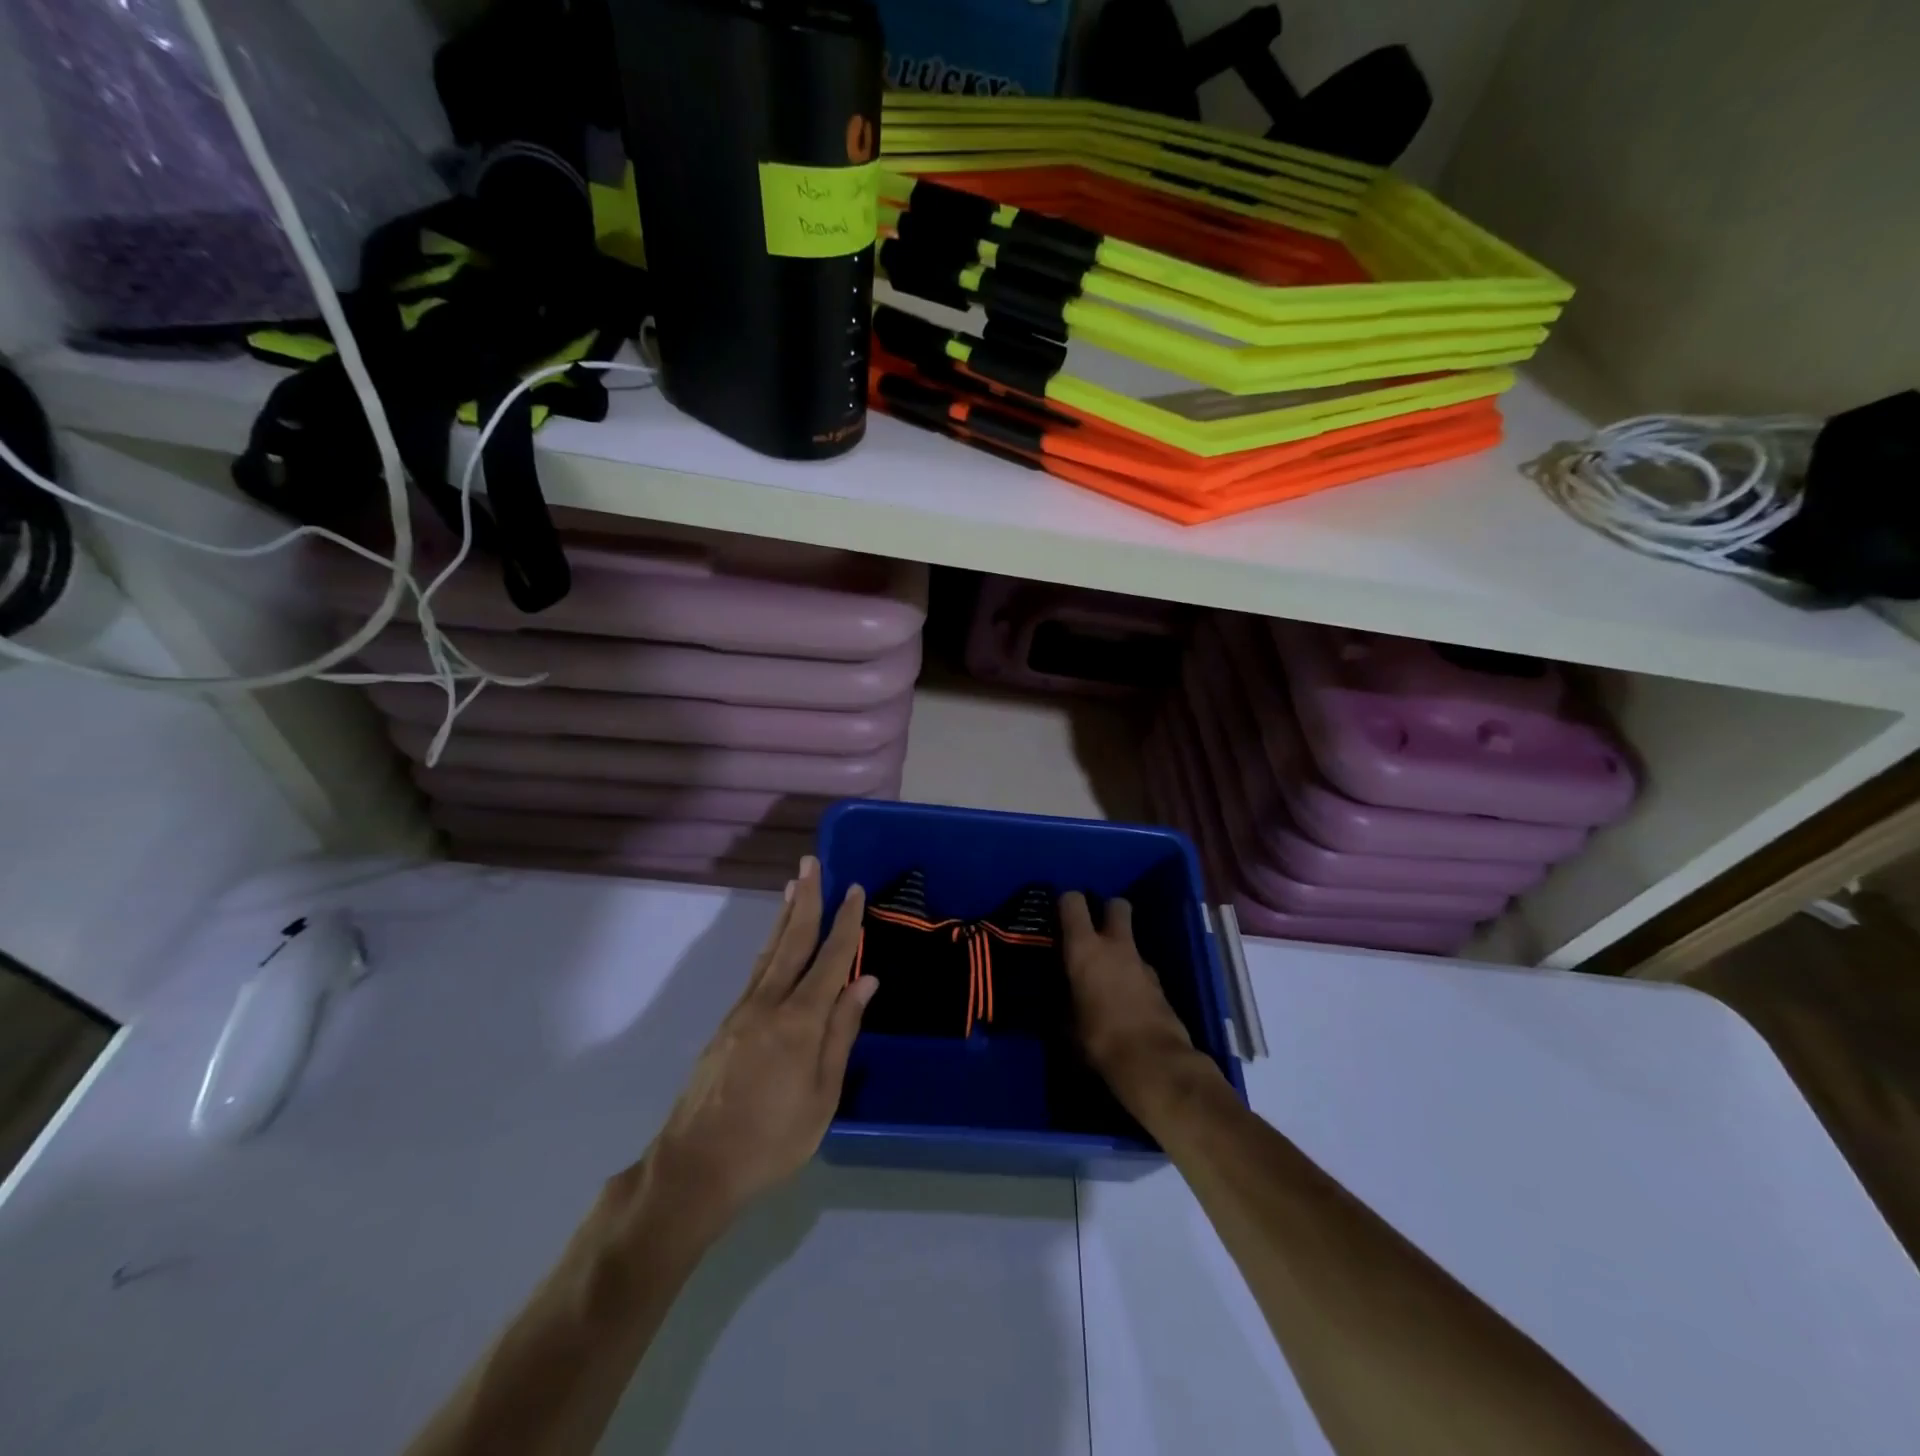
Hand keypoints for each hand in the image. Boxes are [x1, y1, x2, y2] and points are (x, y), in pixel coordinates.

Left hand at [643, 858, 873, 1231]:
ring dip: (785, 914)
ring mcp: (743, 1011)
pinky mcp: (727, 1024)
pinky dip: (771, 944)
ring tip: (793, 885)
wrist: (695, 1167)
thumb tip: (864, 981)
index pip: (830, 959)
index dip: (846, 923)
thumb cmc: (772, 1139)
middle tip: (812, 862)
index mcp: (799, 1021)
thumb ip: (842, 1033)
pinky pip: (757, 970)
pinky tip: (776, 940)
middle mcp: (769, 1003)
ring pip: (770, 951)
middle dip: (806, 898)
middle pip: (792, 940)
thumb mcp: (822, 1095)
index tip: (856, 890)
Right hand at [1059, 891, 1215, 1112]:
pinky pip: (1141, 969)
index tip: (1059, 916)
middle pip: (1116, 906)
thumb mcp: (1067, 1022)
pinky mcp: (1160, 983)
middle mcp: (1115, 946)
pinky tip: (1124, 1000)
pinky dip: (1132, 976)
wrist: (1153, 1062)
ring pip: (1130, 940)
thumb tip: (1062, 995)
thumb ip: (1065, 998)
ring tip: (1106, 976)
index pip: (1073, 902)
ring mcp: (1142, 963)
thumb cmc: (1098, 1039)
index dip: (1066, 903)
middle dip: (1106, 911)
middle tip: (1093, 932)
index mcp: (1085, 948)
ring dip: (1120, 949)